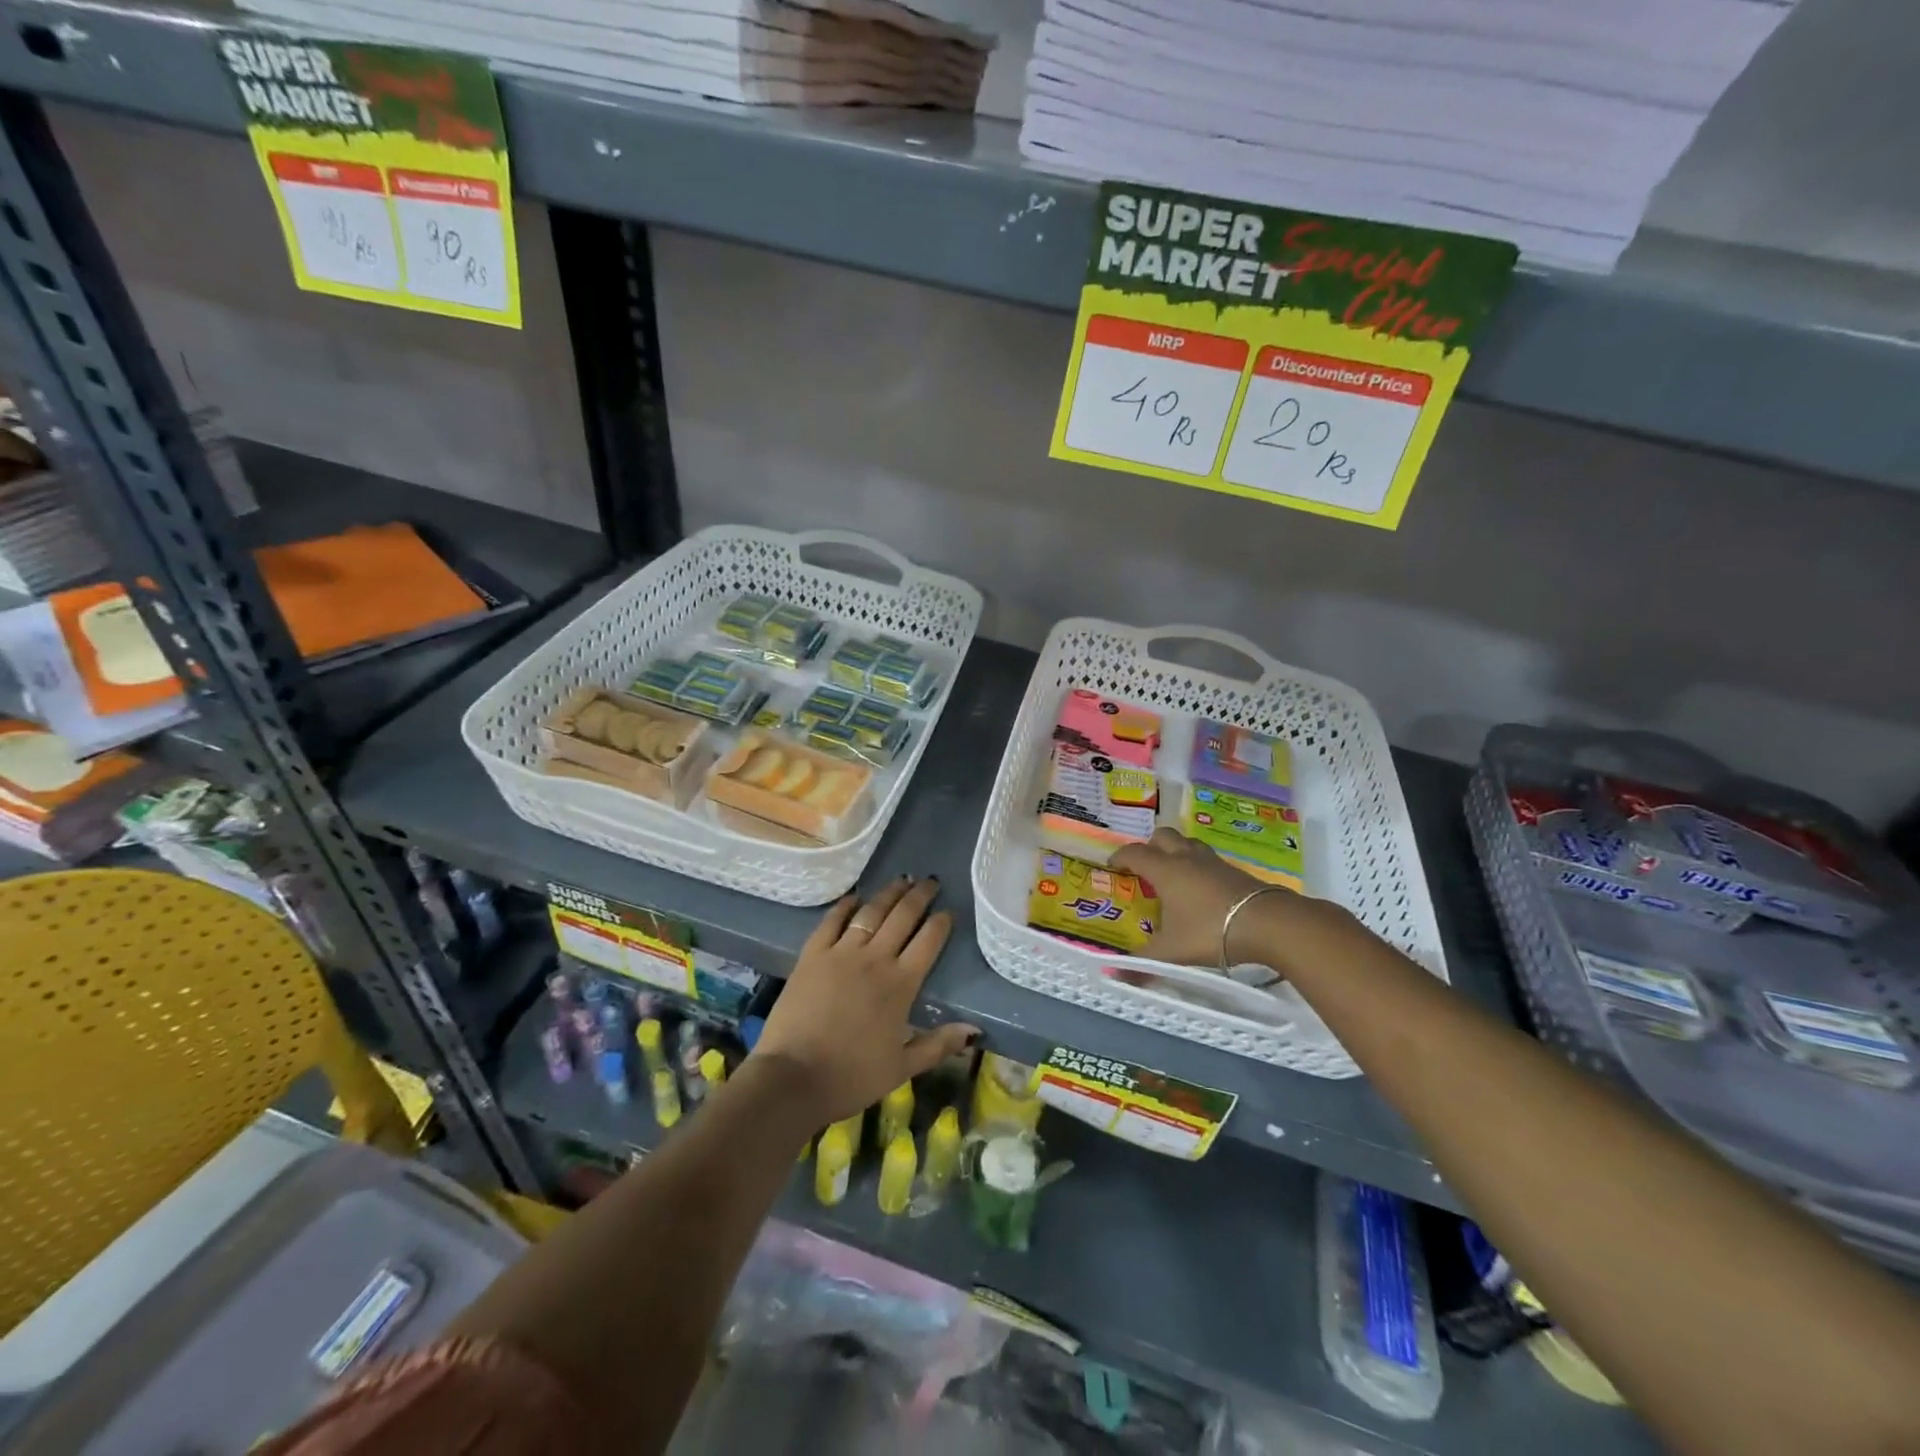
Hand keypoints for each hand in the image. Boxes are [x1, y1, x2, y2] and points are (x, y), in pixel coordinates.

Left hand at [751, 875, 976, 1126]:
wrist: (793, 1078)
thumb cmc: (851, 1076)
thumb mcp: (902, 1068)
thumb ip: (938, 1045)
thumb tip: (974, 1029)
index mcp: (901, 985)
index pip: (929, 942)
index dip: (941, 923)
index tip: (948, 911)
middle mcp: (875, 960)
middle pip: (903, 917)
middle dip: (919, 896)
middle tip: (930, 881)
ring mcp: (841, 953)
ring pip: (871, 912)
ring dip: (889, 894)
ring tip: (901, 880)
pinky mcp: (812, 955)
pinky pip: (832, 921)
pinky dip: (845, 906)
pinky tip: (854, 897)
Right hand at [1112, 828, 1335, 967]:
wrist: (1268, 924)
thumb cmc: (1210, 931)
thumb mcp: (1172, 952)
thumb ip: (1143, 962)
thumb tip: (1113, 975)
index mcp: (1165, 870)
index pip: (1136, 853)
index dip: (1120, 856)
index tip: (1112, 864)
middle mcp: (1187, 859)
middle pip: (1164, 836)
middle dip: (1150, 846)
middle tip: (1144, 865)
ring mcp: (1214, 863)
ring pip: (1189, 844)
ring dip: (1177, 852)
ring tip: (1173, 874)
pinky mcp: (1235, 872)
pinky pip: (1209, 860)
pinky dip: (1198, 867)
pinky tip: (1201, 890)